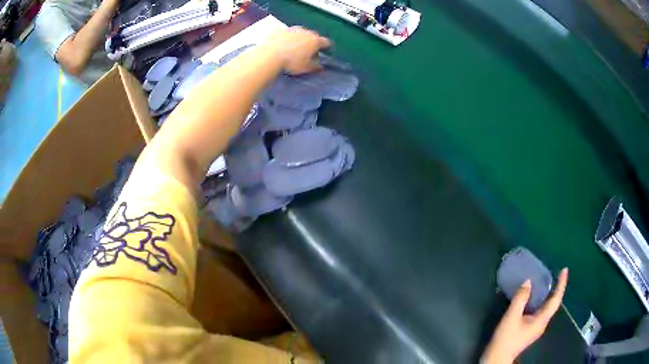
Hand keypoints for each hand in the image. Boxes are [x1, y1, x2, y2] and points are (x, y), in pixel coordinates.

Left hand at [264, 27, 330, 74]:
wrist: (269, 56)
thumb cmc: (291, 63)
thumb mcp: (306, 68)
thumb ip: (316, 66)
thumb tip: (320, 67)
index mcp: (315, 40)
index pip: (326, 42)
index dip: (326, 48)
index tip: (324, 52)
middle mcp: (305, 31)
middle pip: (312, 36)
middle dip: (311, 43)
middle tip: (307, 52)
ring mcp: (292, 29)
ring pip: (299, 33)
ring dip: (299, 39)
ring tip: (293, 49)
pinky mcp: (279, 30)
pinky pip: (286, 34)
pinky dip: (286, 39)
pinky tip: (281, 46)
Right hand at [481, 268, 568, 363]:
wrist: (497, 358)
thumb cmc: (506, 338)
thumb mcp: (511, 317)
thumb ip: (521, 299)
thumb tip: (528, 282)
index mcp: (541, 320)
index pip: (555, 300)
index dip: (561, 284)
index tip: (564, 270)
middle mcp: (542, 323)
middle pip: (553, 304)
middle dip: (557, 289)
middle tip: (557, 274)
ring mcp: (536, 328)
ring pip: (547, 308)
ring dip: (549, 295)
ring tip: (547, 283)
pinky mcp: (530, 330)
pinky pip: (540, 312)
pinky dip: (541, 302)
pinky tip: (535, 299)